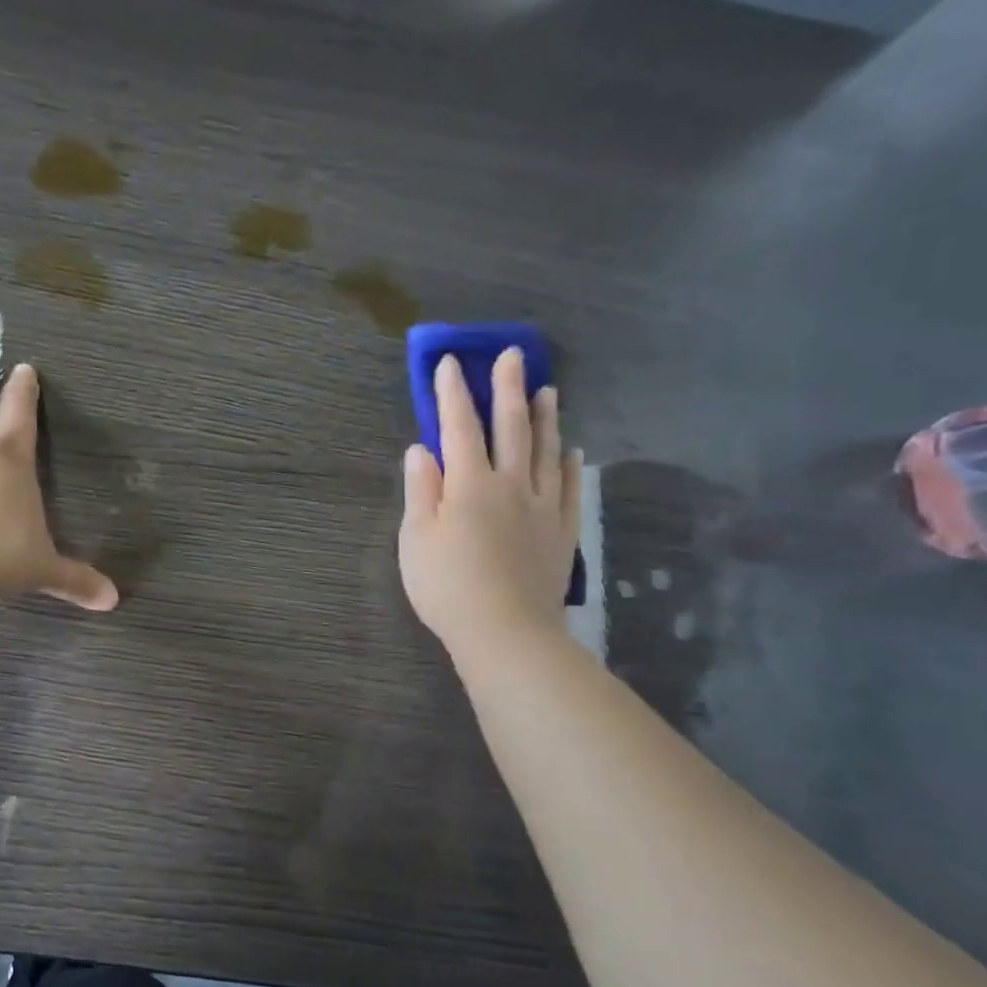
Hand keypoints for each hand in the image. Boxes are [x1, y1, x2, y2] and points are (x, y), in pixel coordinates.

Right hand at [400, 349, 580, 655]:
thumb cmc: (447, 585)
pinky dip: (568, 465)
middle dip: (507, 389)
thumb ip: (420, 490)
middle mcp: (510, 484)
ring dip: (544, 417)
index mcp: (469, 484)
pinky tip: (570, 450)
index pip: (458, 427)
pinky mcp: (561, 531)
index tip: (449, 362)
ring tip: (547, 390)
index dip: (452, 394)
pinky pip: (568, 488)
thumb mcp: (416, 538)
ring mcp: (542, 507)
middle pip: (510, 428)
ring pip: (545, 451)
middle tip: (512, 355)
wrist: (504, 631)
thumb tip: (421, 449)